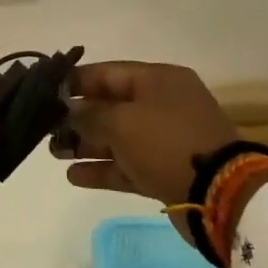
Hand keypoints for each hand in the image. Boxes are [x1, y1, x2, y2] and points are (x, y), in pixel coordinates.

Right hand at [53, 62, 235, 205]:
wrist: (221, 194)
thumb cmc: (167, 143)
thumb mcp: (121, 122)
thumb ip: (88, 114)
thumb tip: (69, 110)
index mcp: (158, 80)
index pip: (108, 73)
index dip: (75, 81)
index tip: (46, 92)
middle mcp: (163, 105)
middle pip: (111, 106)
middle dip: (77, 117)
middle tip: (46, 128)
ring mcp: (166, 140)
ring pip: (117, 137)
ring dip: (85, 144)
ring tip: (54, 152)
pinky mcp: (167, 171)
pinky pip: (128, 165)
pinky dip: (102, 168)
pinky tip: (74, 175)